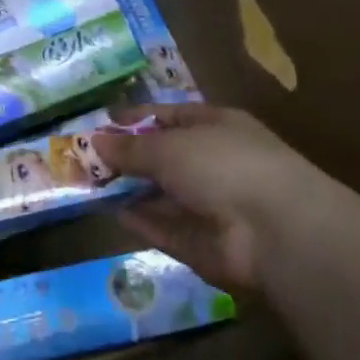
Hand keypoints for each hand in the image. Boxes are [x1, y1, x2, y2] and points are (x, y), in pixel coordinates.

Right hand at [91, 104, 355, 292]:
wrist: (276, 230)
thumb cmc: (222, 165)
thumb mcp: (168, 146)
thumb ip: (129, 147)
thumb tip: (95, 141)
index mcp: (215, 127)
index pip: (168, 117)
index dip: (134, 118)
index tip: (100, 123)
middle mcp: (214, 163)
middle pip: (162, 157)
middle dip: (126, 157)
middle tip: (84, 159)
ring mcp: (210, 205)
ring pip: (162, 194)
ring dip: (130, 190)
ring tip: (88, 186)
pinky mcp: (203, 242)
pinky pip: (165, 227)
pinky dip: (142, 221)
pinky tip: (114, 214)